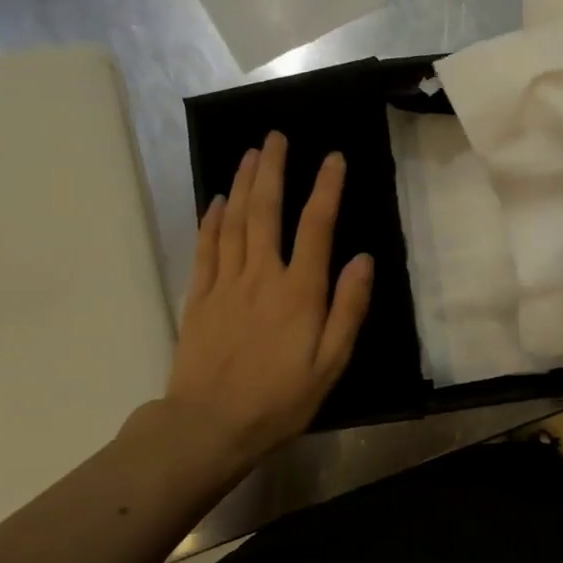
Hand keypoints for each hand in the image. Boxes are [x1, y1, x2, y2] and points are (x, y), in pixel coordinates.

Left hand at [157, 131, 373, 469]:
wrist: (209, 425)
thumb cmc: (280, 399)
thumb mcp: (330, 363)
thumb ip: (348, 309)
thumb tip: (363, 259)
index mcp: (299, 292)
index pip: (316, 226)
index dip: (327, 188)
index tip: (334, 158)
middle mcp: (261, 276)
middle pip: (266, 211)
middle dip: (274, 170)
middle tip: (277, 137)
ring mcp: (224, 283)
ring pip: (234, 220)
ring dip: (243, 184)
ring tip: (251, 153)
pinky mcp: (199, 297)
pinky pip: (205, 247)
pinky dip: (211, 218)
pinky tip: (216, 199)